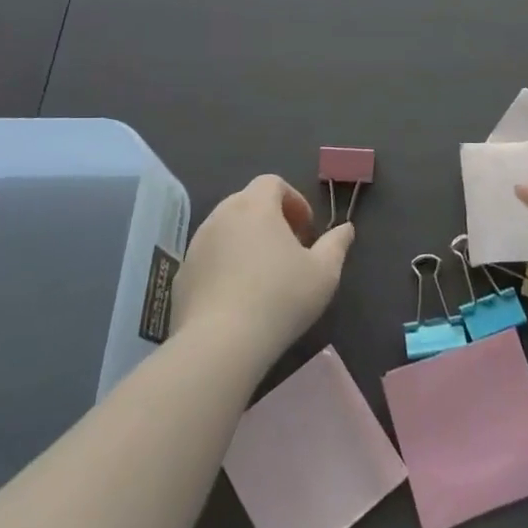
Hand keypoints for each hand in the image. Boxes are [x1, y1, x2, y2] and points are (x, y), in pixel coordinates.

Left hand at [170, 175, 353, 358]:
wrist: (220, 344)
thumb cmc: (280, 298)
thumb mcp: (324, 272)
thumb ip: (336, 244)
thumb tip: (346, 228)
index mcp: (255, 206)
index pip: (272, 182)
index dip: (293, 200)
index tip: (306, 229)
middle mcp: (221, 216)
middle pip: (247, 203)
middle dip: (270, 219)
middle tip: (288, 249)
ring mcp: (196, 245)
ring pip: (225, 230)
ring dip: (245, 241)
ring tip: (263, 274)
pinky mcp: (182, 276)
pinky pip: (208, 259)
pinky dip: (224, 266)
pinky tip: (238, 297)